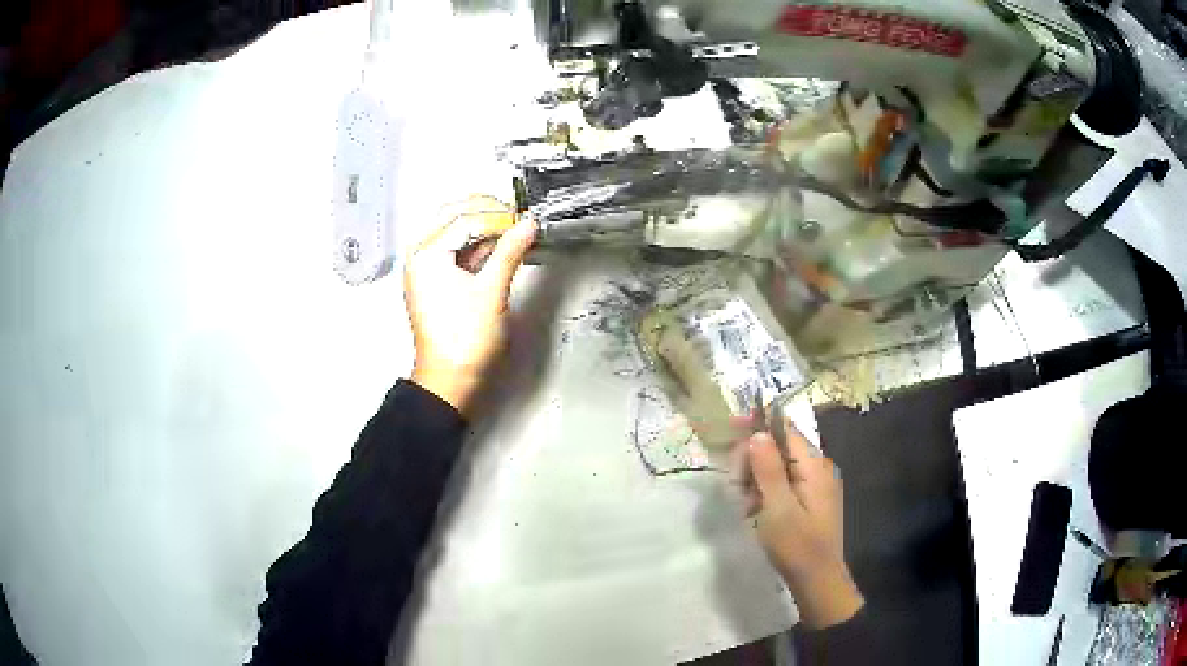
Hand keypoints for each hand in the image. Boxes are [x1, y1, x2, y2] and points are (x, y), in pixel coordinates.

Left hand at [404, 198, 535, 415]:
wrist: (450, 380)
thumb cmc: (466, 338)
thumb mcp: (491, 290)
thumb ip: (509, 251)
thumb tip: (529, 223)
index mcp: (427, 254)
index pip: (463, 218)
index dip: (496, 214)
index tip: (524, 218)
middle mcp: (421, 255)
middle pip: (453, 217)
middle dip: (486, 213)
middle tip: (517, 219)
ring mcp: (426, 268)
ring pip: (454, 232)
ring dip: (483, 228)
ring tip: (513, 230)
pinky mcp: (435, 281)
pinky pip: (455, 251)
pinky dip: (477, 247)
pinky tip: (500, 248)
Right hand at [733, 418, 864, 628]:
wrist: (817, 581)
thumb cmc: (797, 546)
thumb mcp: (778, 508)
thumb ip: (768, 469)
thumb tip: (757, 433)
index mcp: (815, 466)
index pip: (786, 431)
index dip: (758, 426)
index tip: (730, 429)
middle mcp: (819, 469)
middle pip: (781, 447)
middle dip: (754, 460)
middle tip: (736, 485)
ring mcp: (815, 485)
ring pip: (779, 467)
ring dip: (757, 479)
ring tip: (745, 504)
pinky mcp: (809, 500)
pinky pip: (784, 483)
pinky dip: (766, 491)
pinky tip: (754, 510)